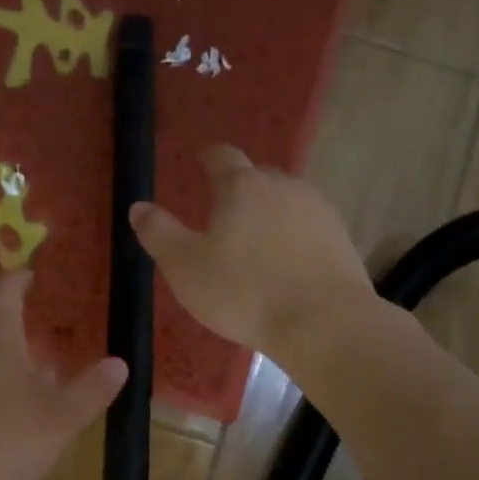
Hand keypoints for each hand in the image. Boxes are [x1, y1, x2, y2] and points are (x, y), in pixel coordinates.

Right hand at [130, 144, 372, 358]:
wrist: (324, 323)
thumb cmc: (244, 292)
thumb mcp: (185, 267)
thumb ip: (159, 233)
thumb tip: (138, 206)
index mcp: (242, 186)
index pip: (222, 156)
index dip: (209, 157)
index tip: (201, 161)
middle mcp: (283, 186)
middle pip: (257, 176)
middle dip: (240, 188)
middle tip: (223, 212)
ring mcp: (318, 210)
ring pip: (286, 200)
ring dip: (269, 212)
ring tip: (255, 240)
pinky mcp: (340, 238)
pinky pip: (308, 226)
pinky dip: (293, 235)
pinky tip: (287, 262)